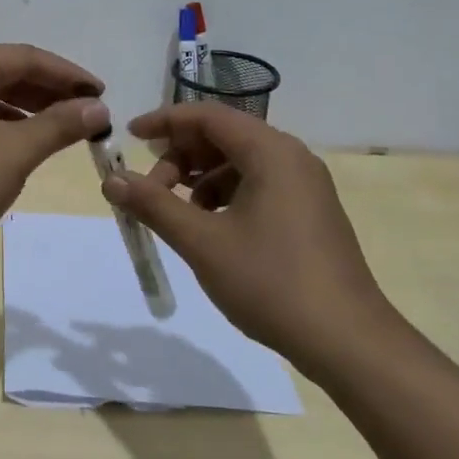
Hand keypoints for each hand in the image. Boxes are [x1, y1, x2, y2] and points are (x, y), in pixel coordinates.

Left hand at [0, 44, 107, 280]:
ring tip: (61, 131)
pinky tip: (19, 147)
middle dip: (49, 93)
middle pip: (6, 73)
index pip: (27, 57)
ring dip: (26, 110)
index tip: (103, 95)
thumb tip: (97, 108)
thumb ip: (59, 125)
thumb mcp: (14, 152)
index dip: (69, 76)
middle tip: (87, 114)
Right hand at [99, 104, 403, 379]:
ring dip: (199, 179)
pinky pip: (256, 186)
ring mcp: (305, 186)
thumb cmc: (271, 282)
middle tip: (149, 191)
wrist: (347, 342)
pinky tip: (209, 229)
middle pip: (223, 136)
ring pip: (238, 163)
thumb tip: (111, 180)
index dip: (164, 121)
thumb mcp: (201, 242)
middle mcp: (291, 158)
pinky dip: (224, 196)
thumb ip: (153, 205)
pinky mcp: (308, 213)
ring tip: (176, 215)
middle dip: (179, 157)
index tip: (129, 137)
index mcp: (271, 152)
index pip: (208, 116)